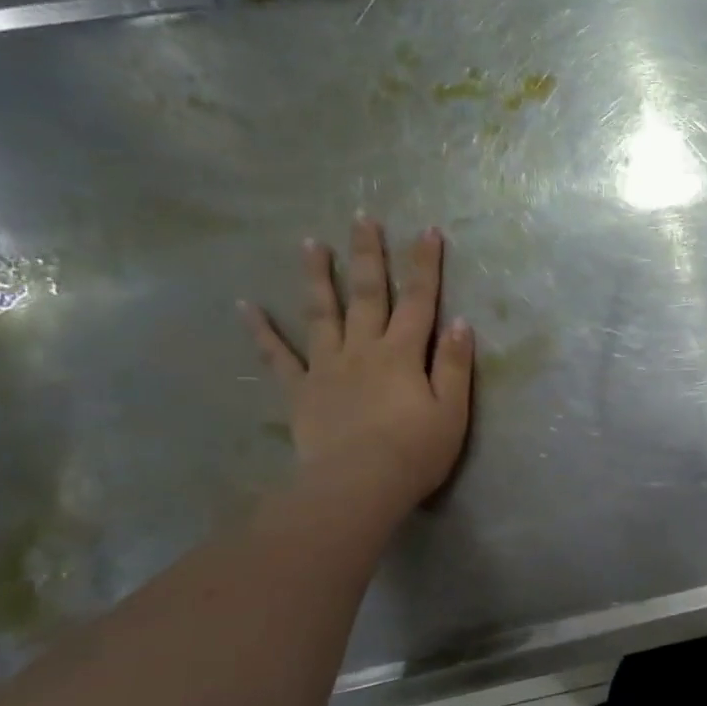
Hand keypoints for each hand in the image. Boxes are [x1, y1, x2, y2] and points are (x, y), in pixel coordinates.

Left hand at [241, 217, 473, 519]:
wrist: (357, 486)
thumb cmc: (415, 451)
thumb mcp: (452, 411)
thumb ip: (455, 365)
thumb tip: (460, 322)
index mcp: (403, 353)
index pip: (419, 301)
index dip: (425, 266)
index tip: (427, 231)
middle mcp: (363, 349)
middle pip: (367, 295)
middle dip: (368, 255)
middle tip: (362, 219)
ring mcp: (327, 367)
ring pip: (321, 313)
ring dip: (317, 277)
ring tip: (310, 243)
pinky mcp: (301, 391)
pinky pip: (277, 357)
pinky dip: (262, 331)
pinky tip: (246, 307)